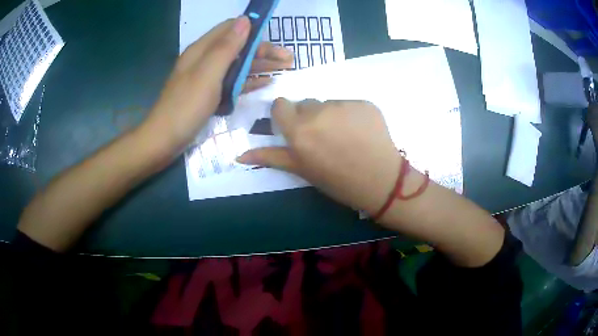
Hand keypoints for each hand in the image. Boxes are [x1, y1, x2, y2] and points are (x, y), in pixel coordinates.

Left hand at [144, 17, 292, 154]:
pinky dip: (249, 80)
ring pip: (237, 64)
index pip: (231, 28)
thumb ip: (226, 47)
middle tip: (288, 60)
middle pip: (238, 47)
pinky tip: (265, 82)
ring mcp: (207, 77)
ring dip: (260, 65)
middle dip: (263, 50)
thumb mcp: (208, 74)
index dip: (253, 29)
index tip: (275, 36)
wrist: (164, 140)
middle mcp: (205, 59)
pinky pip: (233, 81)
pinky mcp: (209, 94)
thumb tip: (245, 20)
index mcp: (202, 49)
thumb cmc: (185, 106)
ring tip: (283, 69)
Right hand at [237, 98, 404, 215]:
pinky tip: (360, 133)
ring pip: (328, 103)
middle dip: (309, 117)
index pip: (281, 105)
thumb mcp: (301, 170)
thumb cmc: (337, 181)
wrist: (381, 182)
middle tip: (323, 139)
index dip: (287, 115)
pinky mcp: (365, 103)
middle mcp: (318, 112)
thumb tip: (238, 155)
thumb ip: (271, 157)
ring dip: (331, 116)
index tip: (296, 128)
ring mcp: (344, 105)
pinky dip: (352, 115)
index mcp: (299, 130)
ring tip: (345, 137)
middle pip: (305, 104)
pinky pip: (350, 104)